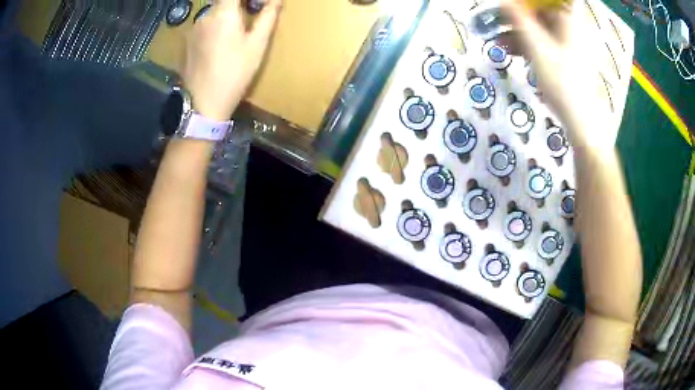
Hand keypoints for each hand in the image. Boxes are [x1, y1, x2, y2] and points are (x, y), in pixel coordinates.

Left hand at [182, 0, 282, 120]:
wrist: (204, 103)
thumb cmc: (235, 73)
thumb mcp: (257, 45)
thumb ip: (267, 16)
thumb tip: (277, 0)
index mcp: (223, 13)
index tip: (255, 5)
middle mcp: (204, 16)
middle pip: (223, 1)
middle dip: (238, 5)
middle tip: (251, 16)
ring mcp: (193, 29)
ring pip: (213, 12)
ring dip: (225, 15)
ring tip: (234, 34)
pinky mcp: (186, 42)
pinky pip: (204, 25)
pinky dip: (214, 26)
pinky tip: (219, 45)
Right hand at [502, 0, 610, 149]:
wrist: (580, 119)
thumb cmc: (561, 79)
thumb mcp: (536, 46)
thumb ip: (518, 19)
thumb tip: (504, 1)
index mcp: (569, 19)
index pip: (548, 0)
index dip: (529, 1)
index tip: (510, 5)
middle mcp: (570, 27)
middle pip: (541, 12)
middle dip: (517, 16)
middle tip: (495, 20)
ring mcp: (568, 43)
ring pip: (540, 28)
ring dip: (518, 32)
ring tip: (496, 40)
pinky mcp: (565, 57)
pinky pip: (544, 43)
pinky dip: (527, 45)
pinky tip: (509, 50)